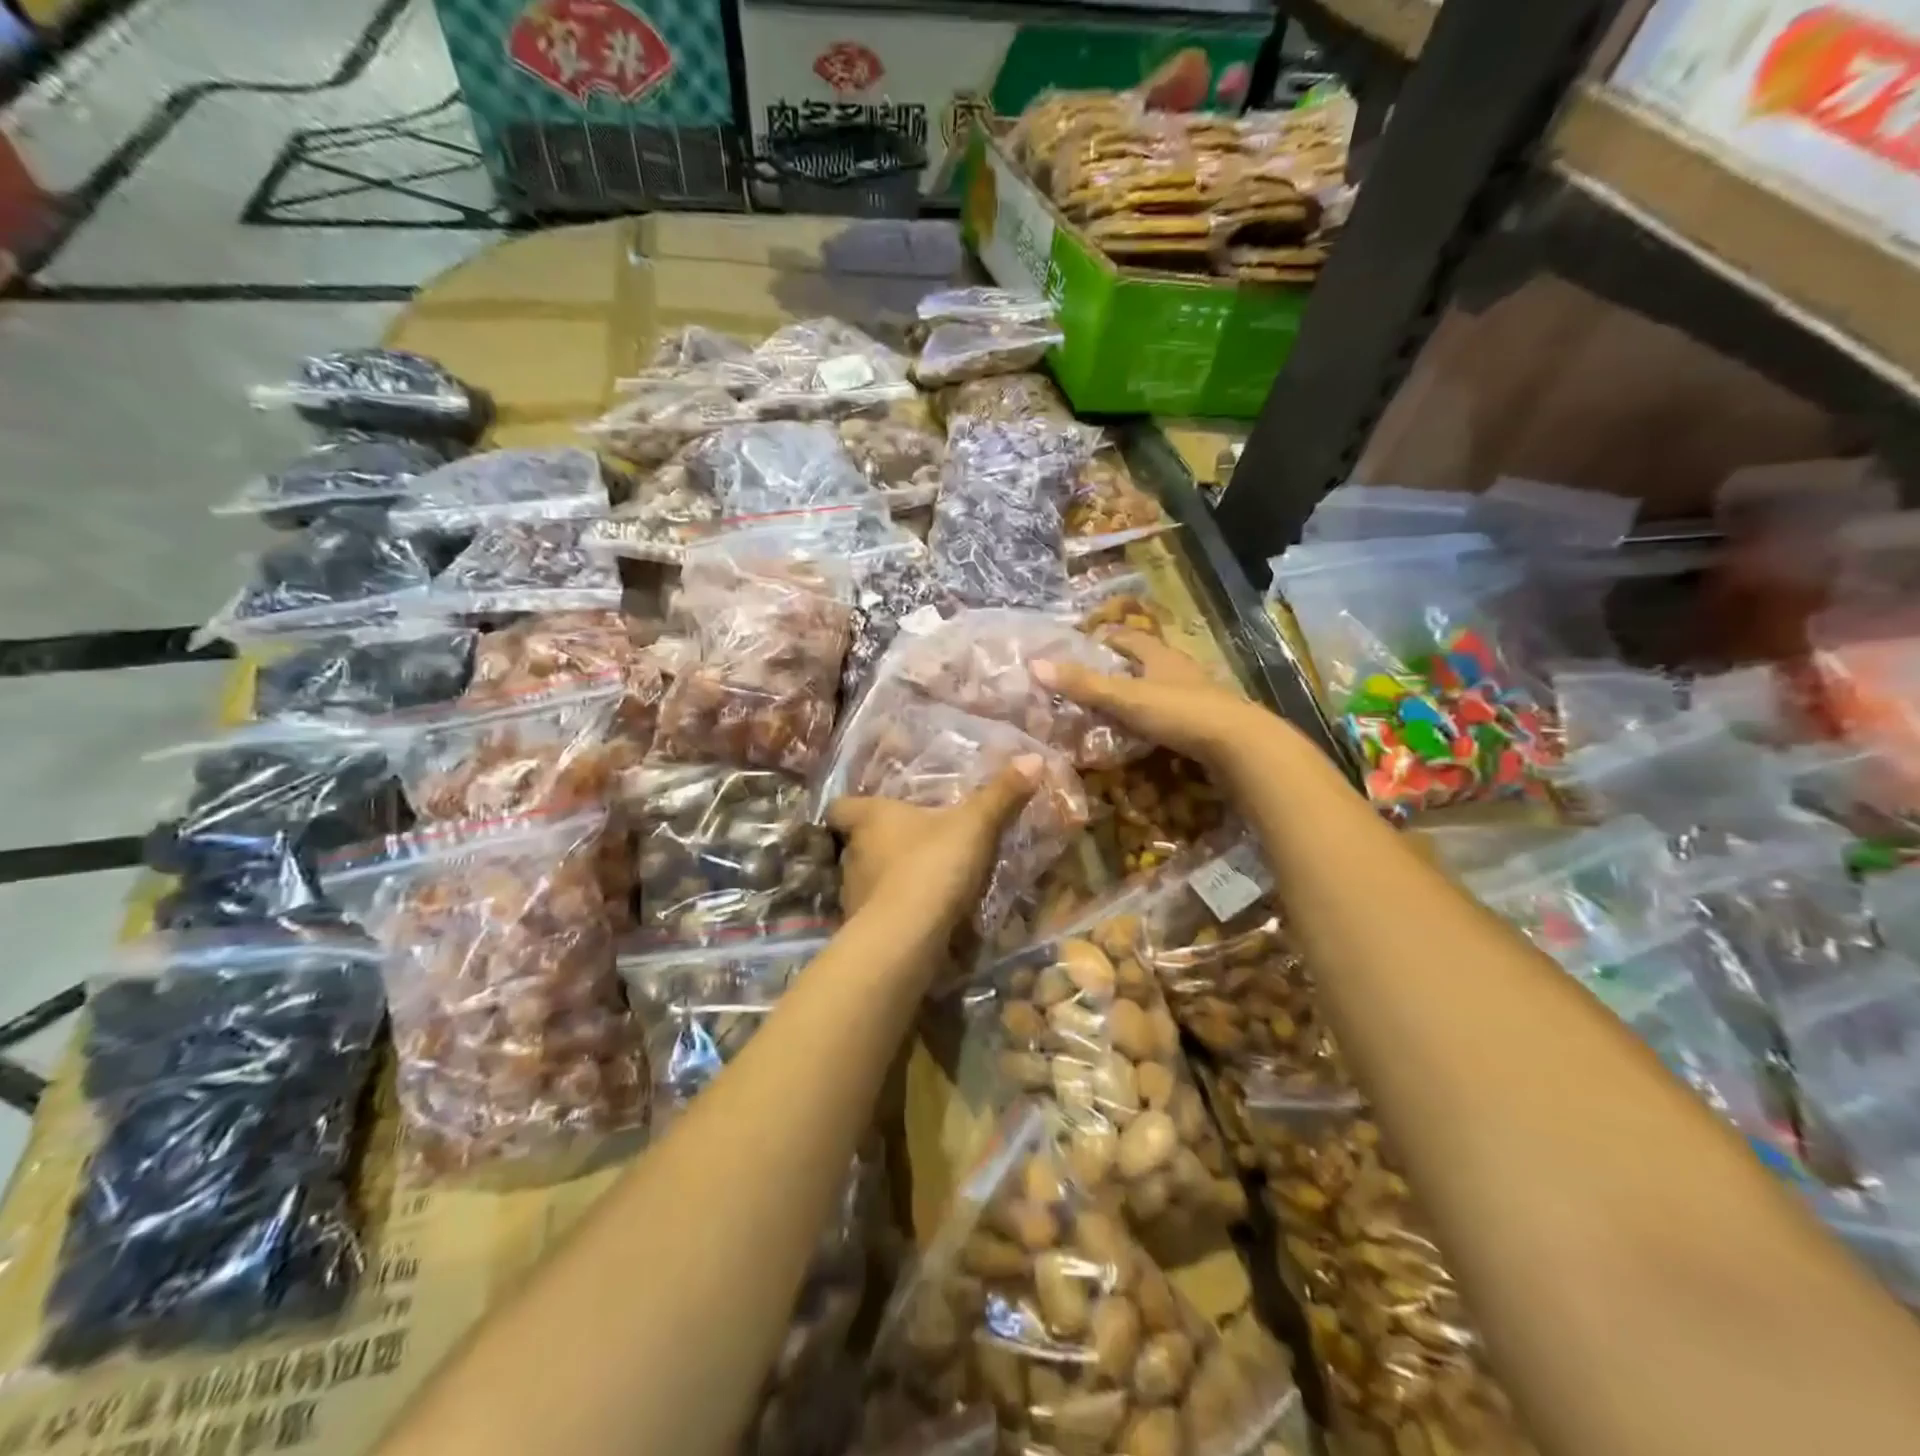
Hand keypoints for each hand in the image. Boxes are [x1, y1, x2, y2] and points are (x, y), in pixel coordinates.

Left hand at [827, 760, 1040, 931]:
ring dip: (889, 878)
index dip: (852, 808)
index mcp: (869, 819)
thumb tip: (1033, 758)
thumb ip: (1001, 794)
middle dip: (881, 844)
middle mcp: (853, 854)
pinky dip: (896, 911)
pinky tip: (922, 915)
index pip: (841, 807)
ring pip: (867, 878)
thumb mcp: (974, 825)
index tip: (872, 809)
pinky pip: (879, 912)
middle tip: (913, 843)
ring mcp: (853, 894)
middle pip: (856, 843)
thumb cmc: (932, 865)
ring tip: (921, 880)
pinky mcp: (863, 929)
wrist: (907, 937)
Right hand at [1034, 630, 1282, 780]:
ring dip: (1137, 696)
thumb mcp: (1126, 698)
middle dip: (1120, 669)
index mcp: (1161, 656)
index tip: (1084, 645)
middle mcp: (1180, 670)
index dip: (1106, 639)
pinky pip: (1171, 716)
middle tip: (1090, 681)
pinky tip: (1141, 736)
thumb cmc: (1181, 712)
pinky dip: (1152, 721)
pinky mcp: (1206, 724)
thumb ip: (1084, 685)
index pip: (1129, 639)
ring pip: (1160, 689)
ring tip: (1110, 710)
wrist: (1240, 746)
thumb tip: (1035, 665)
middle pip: (1146, 662)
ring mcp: (1196, 697)